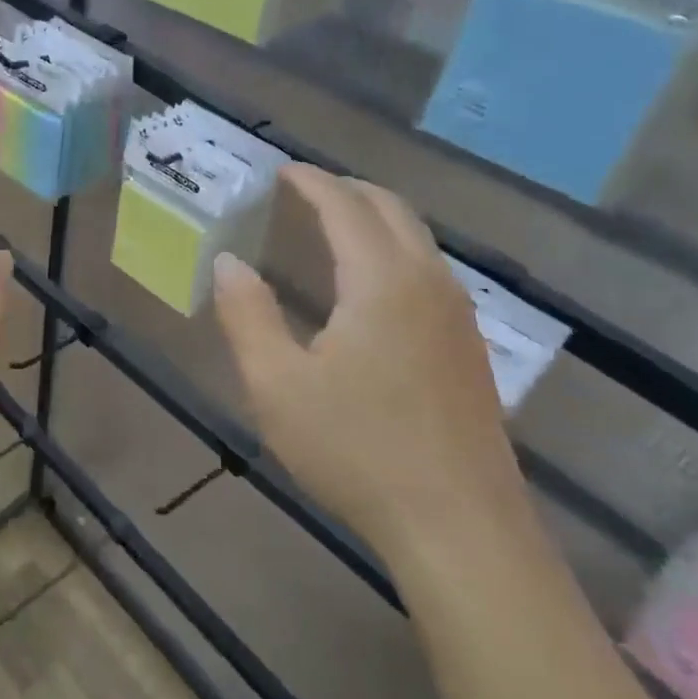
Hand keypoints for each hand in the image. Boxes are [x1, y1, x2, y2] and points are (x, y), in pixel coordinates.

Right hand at [212, 165, 524, 564]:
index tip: (282, 170)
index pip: (344, 206)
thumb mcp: (277, 385)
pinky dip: (395, 250)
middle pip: (391, 209)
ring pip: (418, 239)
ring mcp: (457, 316)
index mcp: (380, 281)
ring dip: (375, 218)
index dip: (311, 182)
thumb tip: (228, 263)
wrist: (460, 527)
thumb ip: (247, 315)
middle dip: (347, 190)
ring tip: (334, 228)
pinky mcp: (468, 348)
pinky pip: (430, 270)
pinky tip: (373, 286)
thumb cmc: (356, 451)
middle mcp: (427, 282)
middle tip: (305, 191)